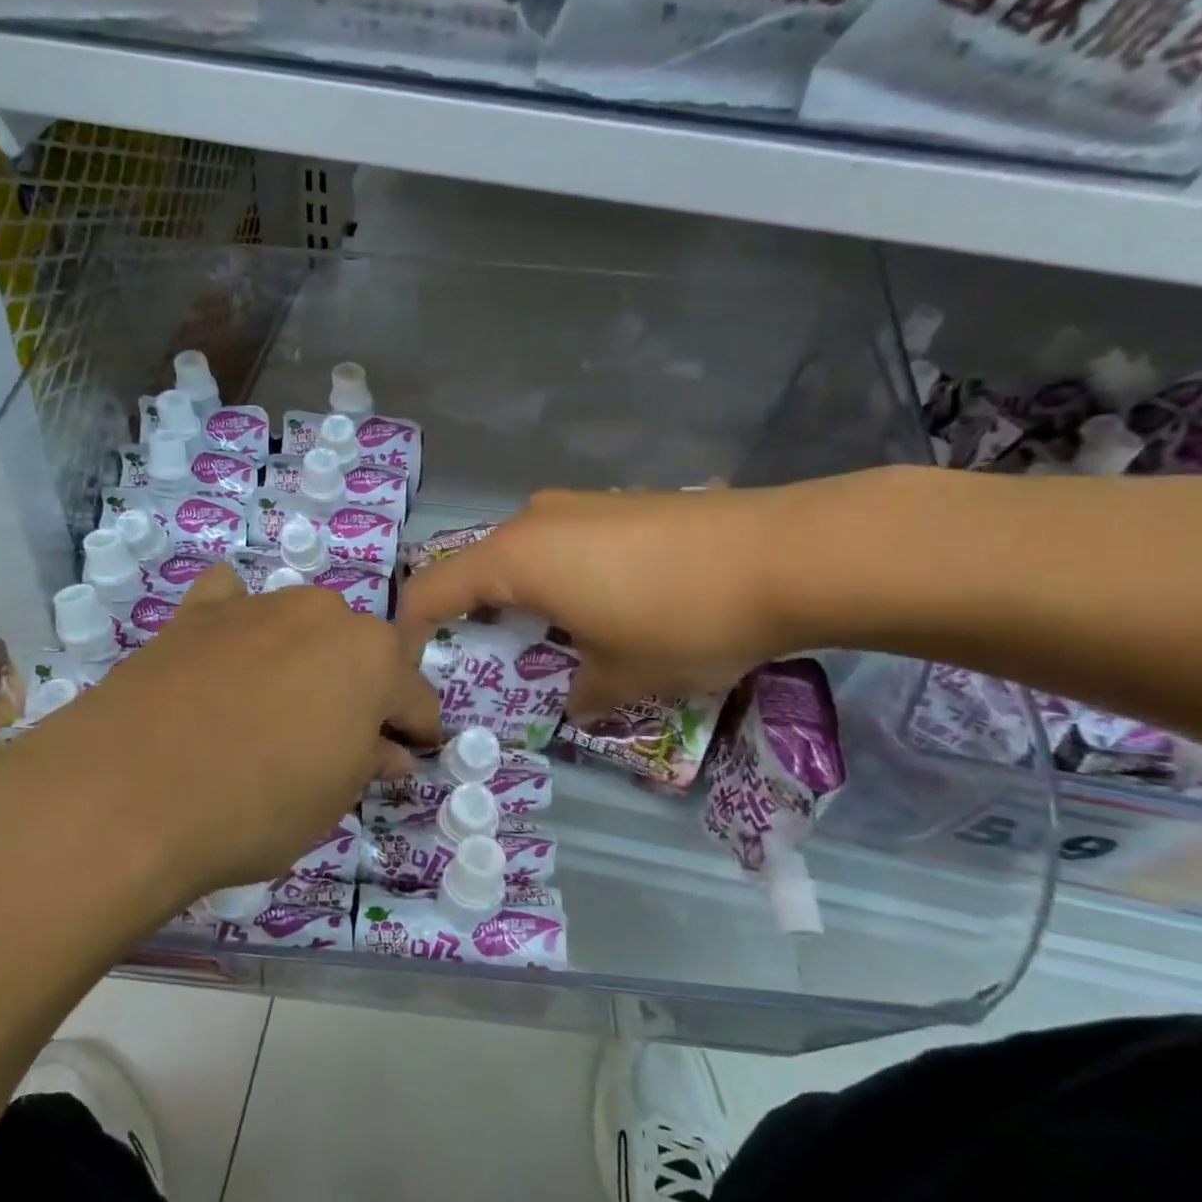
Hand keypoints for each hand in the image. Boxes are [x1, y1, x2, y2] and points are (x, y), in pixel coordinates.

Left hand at [0, 566, 440, 914]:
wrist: (128, 793)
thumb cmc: (256, 806)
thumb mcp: (332, 799)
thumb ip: (368, 762)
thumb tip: (390, 751)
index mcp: (373, 657)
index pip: (415, 696)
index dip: (417, 730)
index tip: (411, 754)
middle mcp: (323, 614)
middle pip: (360, 653)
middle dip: (362, 692)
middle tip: (340, 739)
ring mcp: (256, 606)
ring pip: (303, 628)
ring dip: (307, 659)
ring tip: (279, 704)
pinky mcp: (197, 614)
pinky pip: (232, 604)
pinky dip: (240, 622)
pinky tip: (226, 649)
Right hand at [396, 488, 809, 716]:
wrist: (789, 555)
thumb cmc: (680, 620)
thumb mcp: (622, 677)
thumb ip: (580, 694)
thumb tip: (575, 700)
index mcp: (515, 559)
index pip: (434, 589)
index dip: (413, 627)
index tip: (412, 660)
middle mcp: (536, 519)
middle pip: (478, 568)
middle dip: (474, 615)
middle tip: (491, 660)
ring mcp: (582, 503)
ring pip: (525, 553)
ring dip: (523, 595)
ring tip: (553, 636)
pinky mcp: (623, 501)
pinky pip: (567, 541)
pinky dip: (562, 575)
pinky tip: (605, 603)